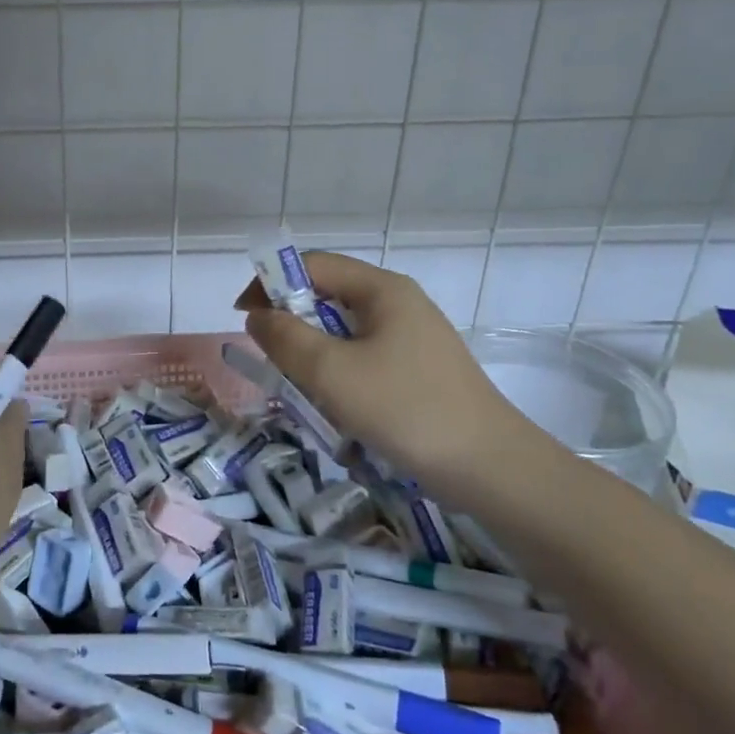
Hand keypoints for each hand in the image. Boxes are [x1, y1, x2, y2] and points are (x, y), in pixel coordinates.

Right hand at [236, 252, 549, 504]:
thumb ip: (284, 337)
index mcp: (381, 289)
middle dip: (291, 322)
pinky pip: (362, 356)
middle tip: (272, 360)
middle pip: (327, 295)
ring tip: (302, 388)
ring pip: (343, 330)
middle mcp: (398, 302)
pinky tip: (337, 406)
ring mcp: (412, 336)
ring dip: (313, 353)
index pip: (311, 264)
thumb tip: (258, 316)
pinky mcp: (418, 368)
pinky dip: (338, 373)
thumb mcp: (331, 372)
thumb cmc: (405, 409)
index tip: (243, 320)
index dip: (269, 284)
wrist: (491, 469)